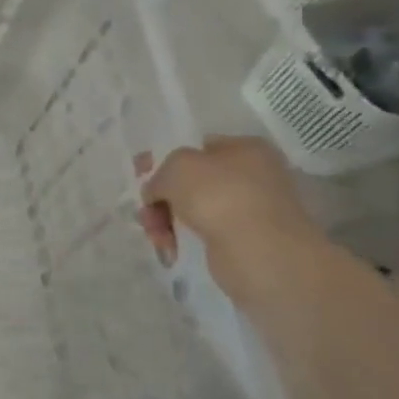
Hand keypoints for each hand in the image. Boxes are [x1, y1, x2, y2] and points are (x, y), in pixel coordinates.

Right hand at [141, 137, 318, 283]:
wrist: (257, 250)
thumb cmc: (219, 195)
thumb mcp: (177, 165)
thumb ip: (160, 171)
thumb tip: (157, 191)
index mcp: (246, 149)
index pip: (197, 148)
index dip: (165, 159)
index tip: (140, 175)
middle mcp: (252, 177)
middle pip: (190, 182)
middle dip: (161, 197)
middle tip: (146, 210)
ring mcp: (249, 211)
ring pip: (192, 210)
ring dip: (165, 220)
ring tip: (157, 235)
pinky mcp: (242, 242)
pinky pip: (201, 234)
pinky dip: (182, 240)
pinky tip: (170, 248)